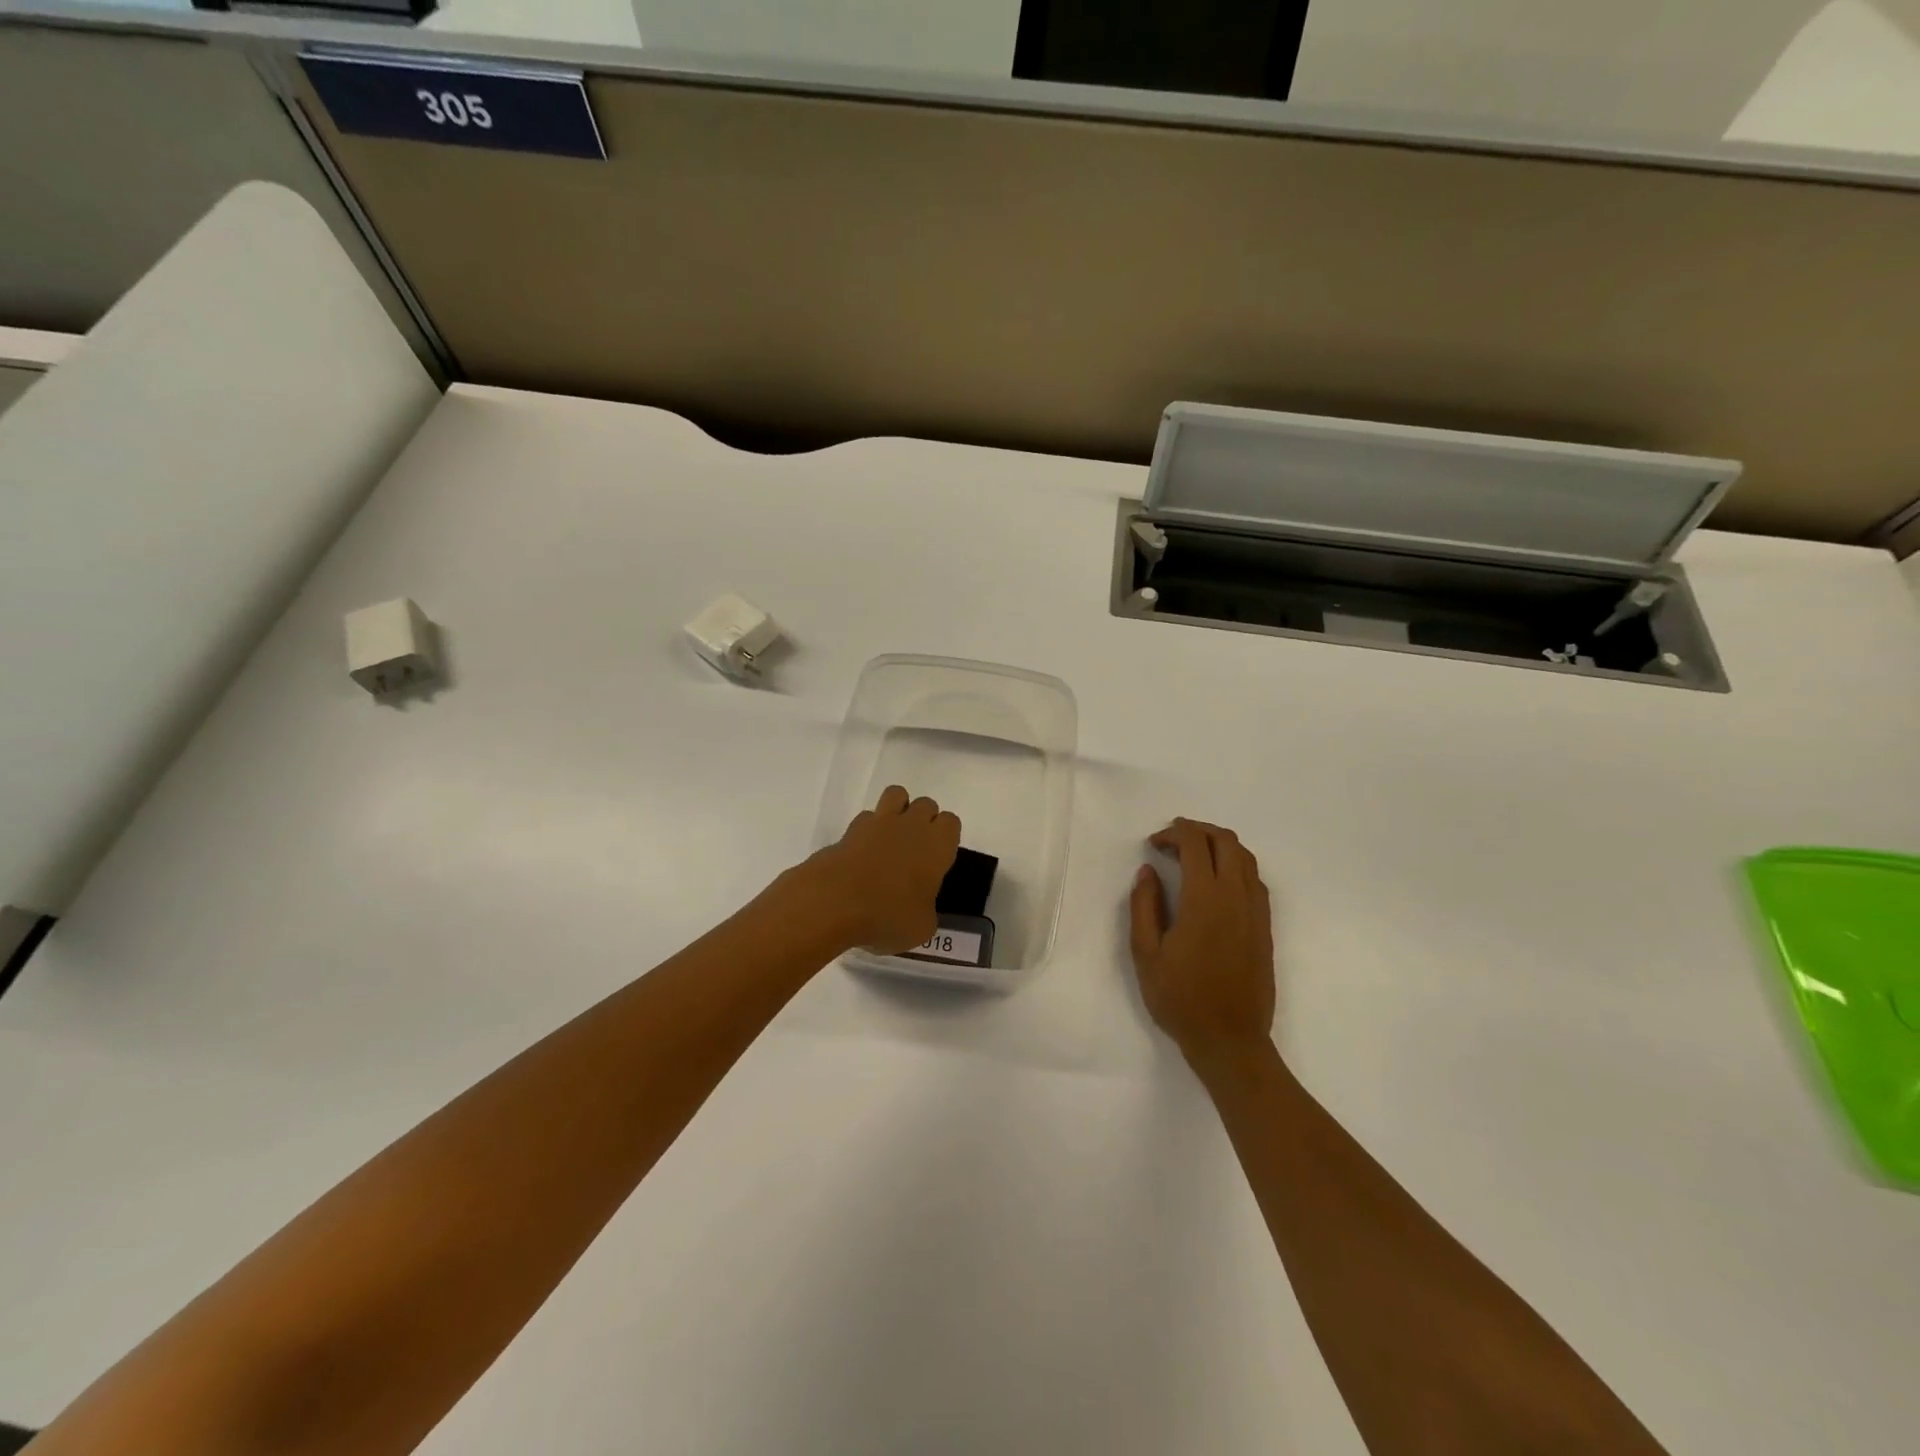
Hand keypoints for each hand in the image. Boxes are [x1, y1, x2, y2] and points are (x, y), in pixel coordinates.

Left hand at [801, 786, 961, 953]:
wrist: (834, 902)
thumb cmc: (888, 915)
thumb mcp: (921, 927)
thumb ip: (926, 910)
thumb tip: (918, 908)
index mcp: (937, 845)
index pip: (951, 822)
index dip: (945, 838)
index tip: (937, 860)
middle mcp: (911, 826)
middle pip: (926, 804)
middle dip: (923, 820)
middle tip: (915, 851)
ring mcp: (878, 823)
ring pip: (896, 794)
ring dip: (898, 810)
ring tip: (891, 840)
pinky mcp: (849, 829)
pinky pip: (866, 818)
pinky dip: (867, 830)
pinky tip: (862, 854)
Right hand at [1129, 818, 1275, 1063]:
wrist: (1230, 1040)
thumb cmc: (1180, 998)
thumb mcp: (1145, 953)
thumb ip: (1144, 905)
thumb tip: (1148, 872)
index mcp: (1204, 899)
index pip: (1195, 843)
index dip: (1173, 833)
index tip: (1154, 844)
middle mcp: (1236, 896)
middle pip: (1225, 841)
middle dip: (1198, 830)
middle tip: (1172, 842)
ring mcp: (1256, 910)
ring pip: (1245, 857)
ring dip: (1219, 845)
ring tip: (1193, 857)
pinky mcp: (1265, 926)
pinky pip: (1254, 879)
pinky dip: (1235, 866)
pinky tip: (1215, 883)